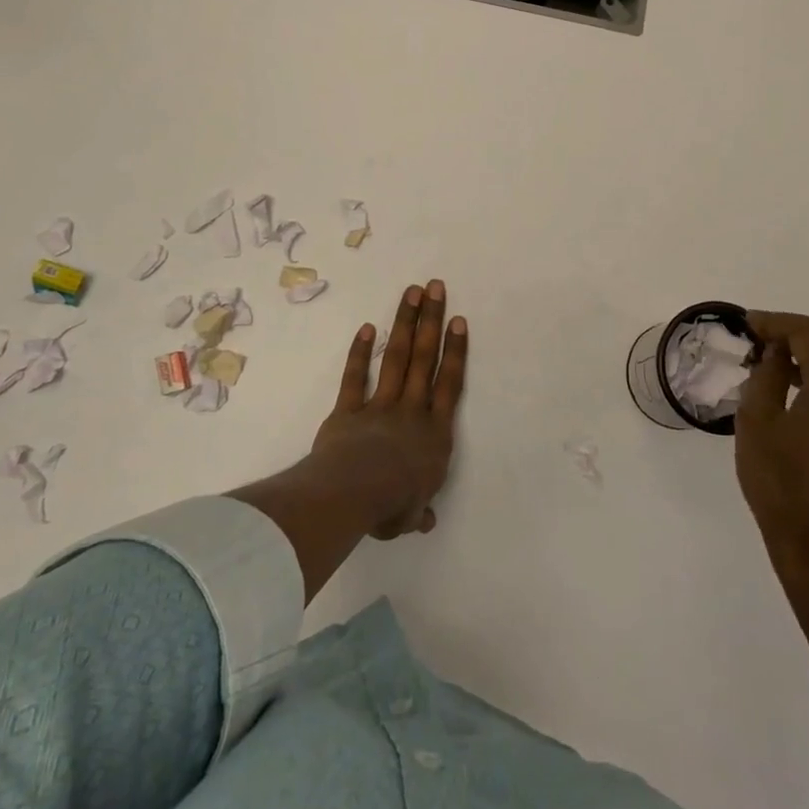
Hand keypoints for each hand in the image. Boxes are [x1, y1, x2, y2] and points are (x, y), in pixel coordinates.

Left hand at [313, 280, 467, 538]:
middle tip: (435, 287)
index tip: (459, 321)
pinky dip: (359, 352)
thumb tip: (425, 520)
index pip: (450, 384)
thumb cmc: (392, 505)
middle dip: (431, 321)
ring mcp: (380, 406)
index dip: (456, 351)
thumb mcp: (411, 515)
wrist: (354, 493)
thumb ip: (419, 511)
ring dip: (404, 323)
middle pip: (424, 358)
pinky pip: (355, 377)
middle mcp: (412, 411)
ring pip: (396, 358)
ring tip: (411, 292)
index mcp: (435, 434)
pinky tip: (367, 327)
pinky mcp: (349, 410)